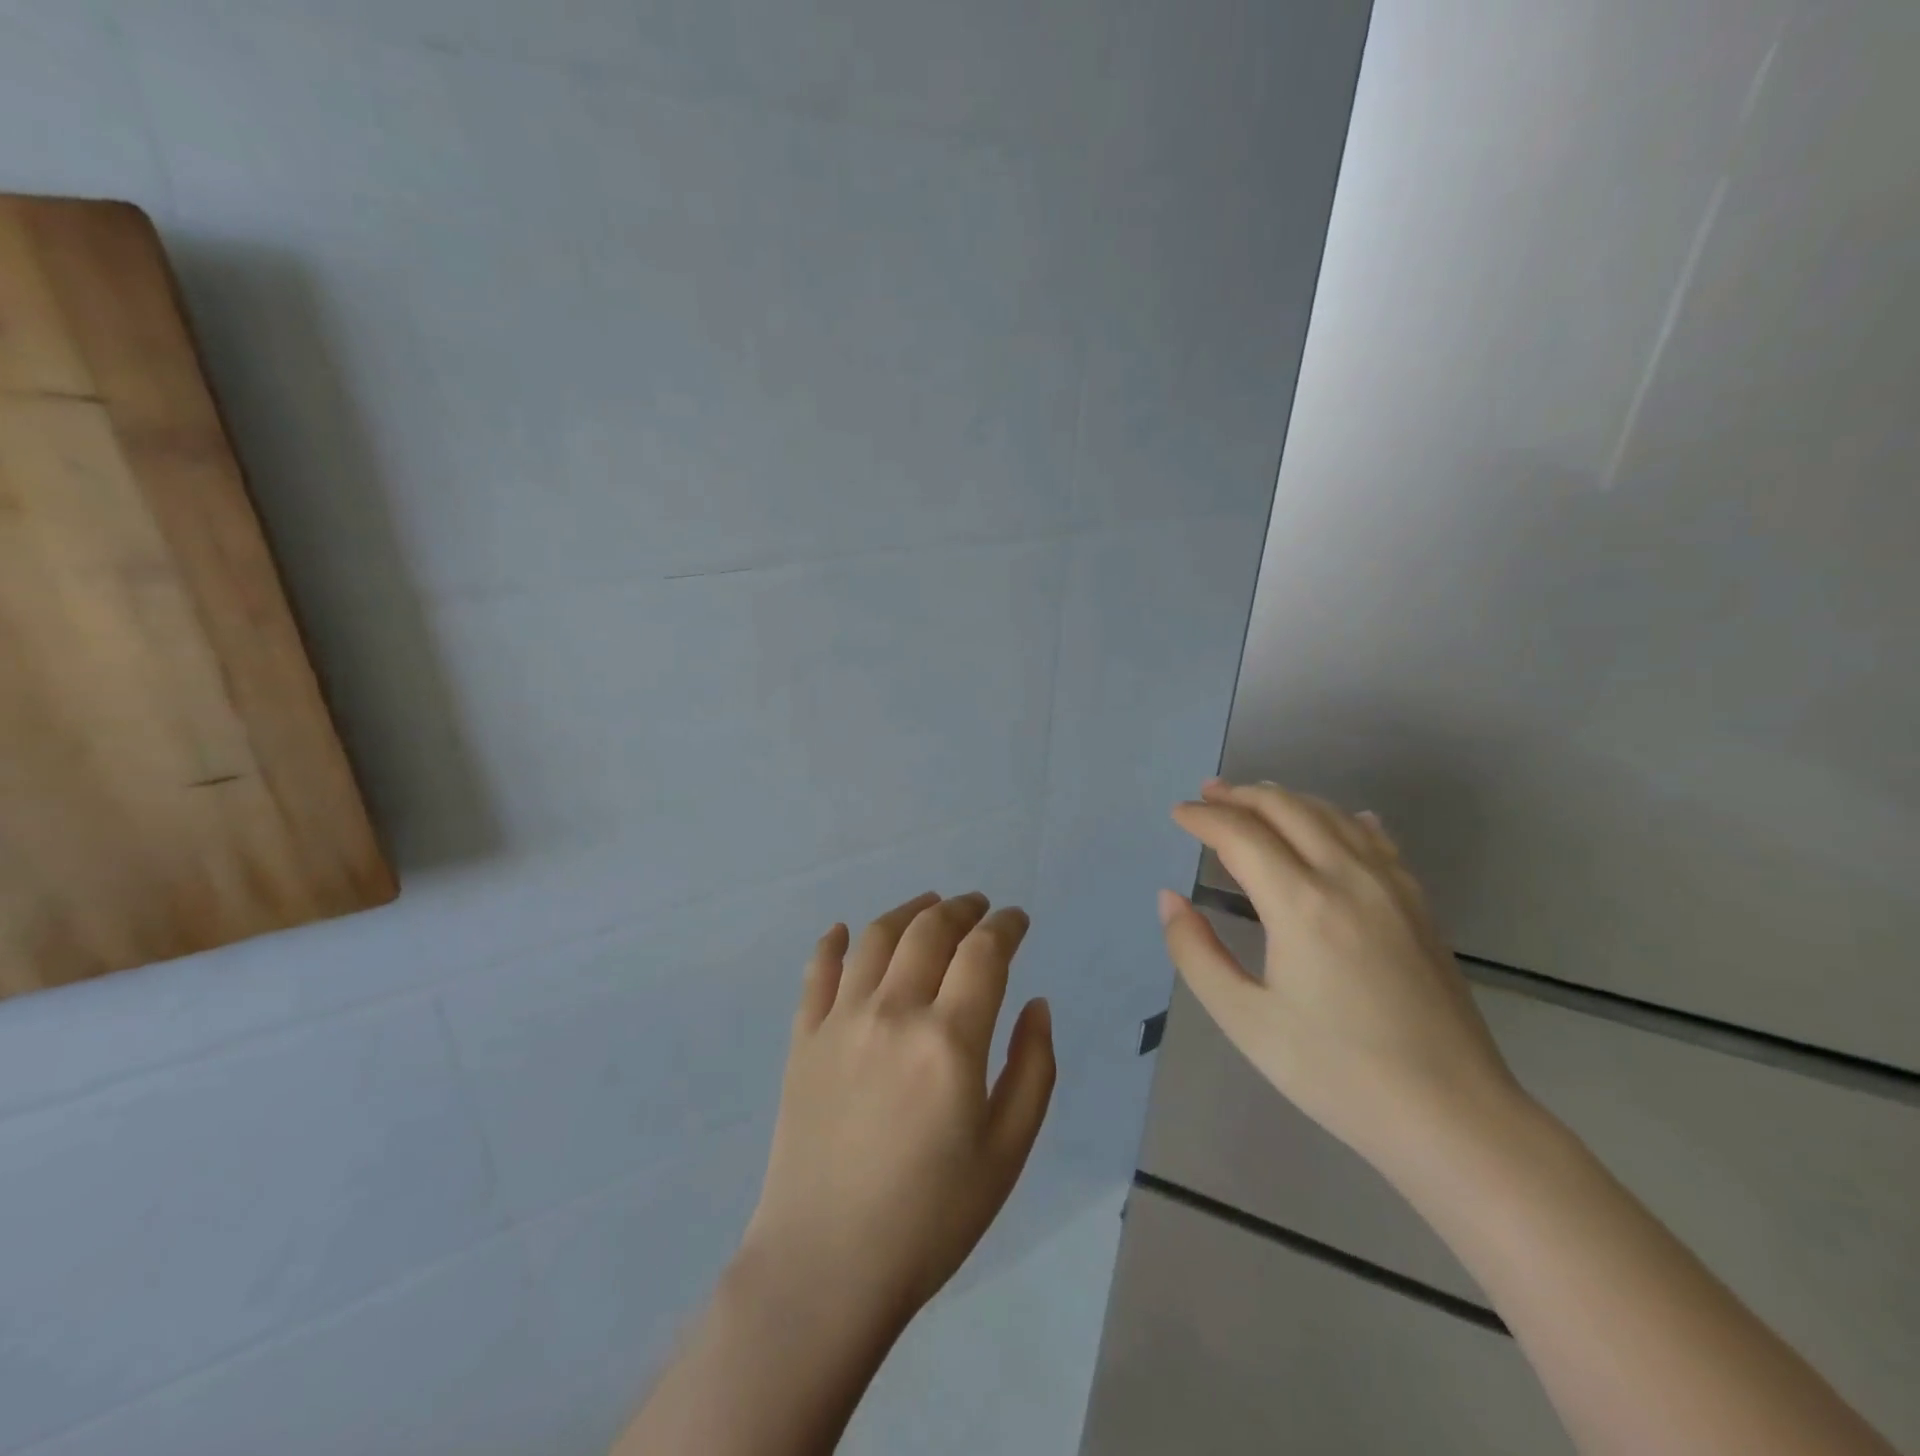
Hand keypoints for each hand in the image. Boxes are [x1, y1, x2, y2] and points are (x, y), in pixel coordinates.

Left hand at [740, 891, 1055, 1336]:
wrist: (826, 1266)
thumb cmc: (931, 1217)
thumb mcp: (1007, 1152)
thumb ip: (1032, 1068)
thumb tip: (1037, 1003)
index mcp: (950, 1039)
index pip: (984, 952)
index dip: (1006, 926)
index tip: (1018, 920)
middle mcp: (894, 1011)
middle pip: (930, 930)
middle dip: (962, 908)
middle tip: (979, 906)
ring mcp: (841, 1020)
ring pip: (877, 937)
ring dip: (909, 910)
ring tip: (929, 905)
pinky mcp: (803, 1038)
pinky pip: (818, 971)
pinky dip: (834, 943)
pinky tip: (845, 931)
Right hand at [1160, 779, 1524, 1179]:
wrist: (1452, 1115)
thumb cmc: (1336, 1072)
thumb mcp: (1245, 1020)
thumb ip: (1195, 952)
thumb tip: (1169, 899)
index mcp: (1301, 904)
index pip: (1241, 835)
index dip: (1204, 818)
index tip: (1178, 814)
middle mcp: (1348, 878)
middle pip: (1287, 809)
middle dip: (1241, 795)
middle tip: (1207, 794)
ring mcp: (1391, 887)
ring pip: (1332, 815)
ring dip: (1286, 799)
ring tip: (1254, 799)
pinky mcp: (1418, 905)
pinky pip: (1376, 840)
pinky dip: (1343, 819)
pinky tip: (1339, 821)